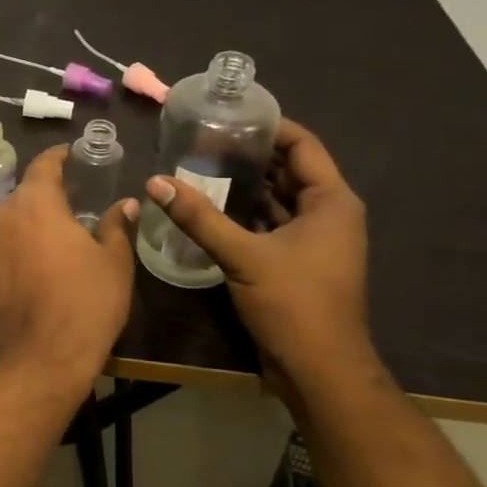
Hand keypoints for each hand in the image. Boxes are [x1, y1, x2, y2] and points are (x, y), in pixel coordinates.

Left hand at [0, 146, 137, 389]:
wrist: (41, 359)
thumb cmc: (86, 303)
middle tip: (71, 209)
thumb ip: (116, 226)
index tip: (71, 155)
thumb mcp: (114, 262)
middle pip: (23, 197)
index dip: (59, 157)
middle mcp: (0, 217)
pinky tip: (31, 275)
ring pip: (7, 225)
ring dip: (26, 228)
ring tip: (51, 245)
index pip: (43, 165)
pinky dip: (12, 254)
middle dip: (45, 199)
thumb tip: (126, 204)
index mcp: (34, 203)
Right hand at [144, 118, 371, 380]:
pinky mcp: (297, 263)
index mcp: (331, 202)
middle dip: (250, 154)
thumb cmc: (294, 304)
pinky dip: (245, 213)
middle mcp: (329, 215)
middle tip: (204, 139)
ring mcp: (314, 241)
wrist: (320, 371)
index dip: (270, 126)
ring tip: (200, 166)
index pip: (303, 145)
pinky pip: (271, 224)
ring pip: (278, 199)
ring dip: (244, 185)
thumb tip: (154, 181)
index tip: (229, 115)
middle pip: (289, 170)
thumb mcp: (243, 256)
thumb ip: (199, 217)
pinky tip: (209, 207)